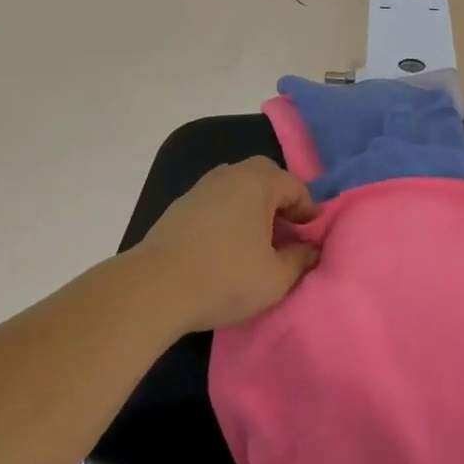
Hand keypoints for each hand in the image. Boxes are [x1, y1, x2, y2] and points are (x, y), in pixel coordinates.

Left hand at [135, 158, 322, 331]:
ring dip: (252, 206)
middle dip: (280, 200)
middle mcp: (232, 174)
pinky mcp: (180, 206)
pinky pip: (216, 201)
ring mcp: (202, 187)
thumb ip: (301, 260)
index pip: (296, 187)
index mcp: (259, 182)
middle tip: (285, 231)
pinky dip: (228, 215)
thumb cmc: (224, 278)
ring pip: (238, 187)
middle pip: (266, 177)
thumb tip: (311, 249)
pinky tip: (225, 245)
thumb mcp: (275, 278)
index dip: (309, 211)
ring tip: (255, 240)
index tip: (311, 237)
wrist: (152, 289)